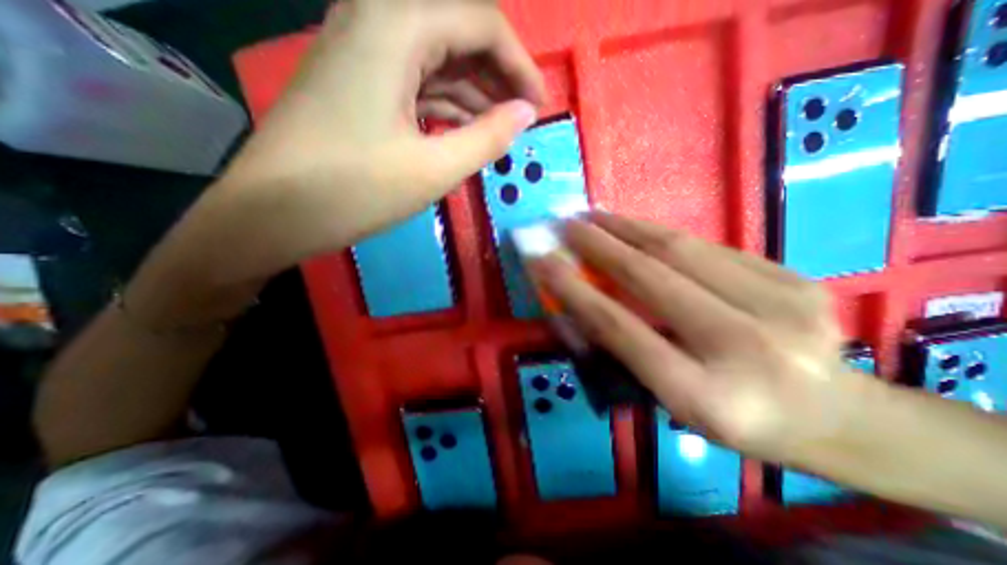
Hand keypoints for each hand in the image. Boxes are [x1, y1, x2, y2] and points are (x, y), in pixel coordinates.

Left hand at [192, 0, 546, 283]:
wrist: (273, 212)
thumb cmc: (355, 191)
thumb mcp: (434, 169)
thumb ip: (488, 137)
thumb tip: (526, 113)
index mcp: (396, 26)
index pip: (482, 22)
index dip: (520, 64)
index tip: (539, 105)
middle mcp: (375, 18)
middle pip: (459, 32)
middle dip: (499, 76)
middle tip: (522, 118)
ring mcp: (362, 49)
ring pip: (438, 58)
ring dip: (474, 92)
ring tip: (500, 129)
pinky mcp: (357, 79)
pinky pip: (417, 79)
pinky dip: (447, 102)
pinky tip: (464, 129)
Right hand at [528, 213, 865, 462]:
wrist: (839, 418)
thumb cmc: (737, 419)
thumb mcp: (671, 400)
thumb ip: (624, 352)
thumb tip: (579, 303)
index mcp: (704, 395)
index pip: (619, 328)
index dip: (574, 290)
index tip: (544, 261)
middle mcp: (744, 347)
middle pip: (650, 278)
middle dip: (597, 245)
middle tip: (566, 224)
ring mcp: (781, 306)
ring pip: (680, 249)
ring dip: (626, 228)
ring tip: (595, 216)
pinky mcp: (796, 279)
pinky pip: (709, 247)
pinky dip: (662, 234)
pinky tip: (637, 228)